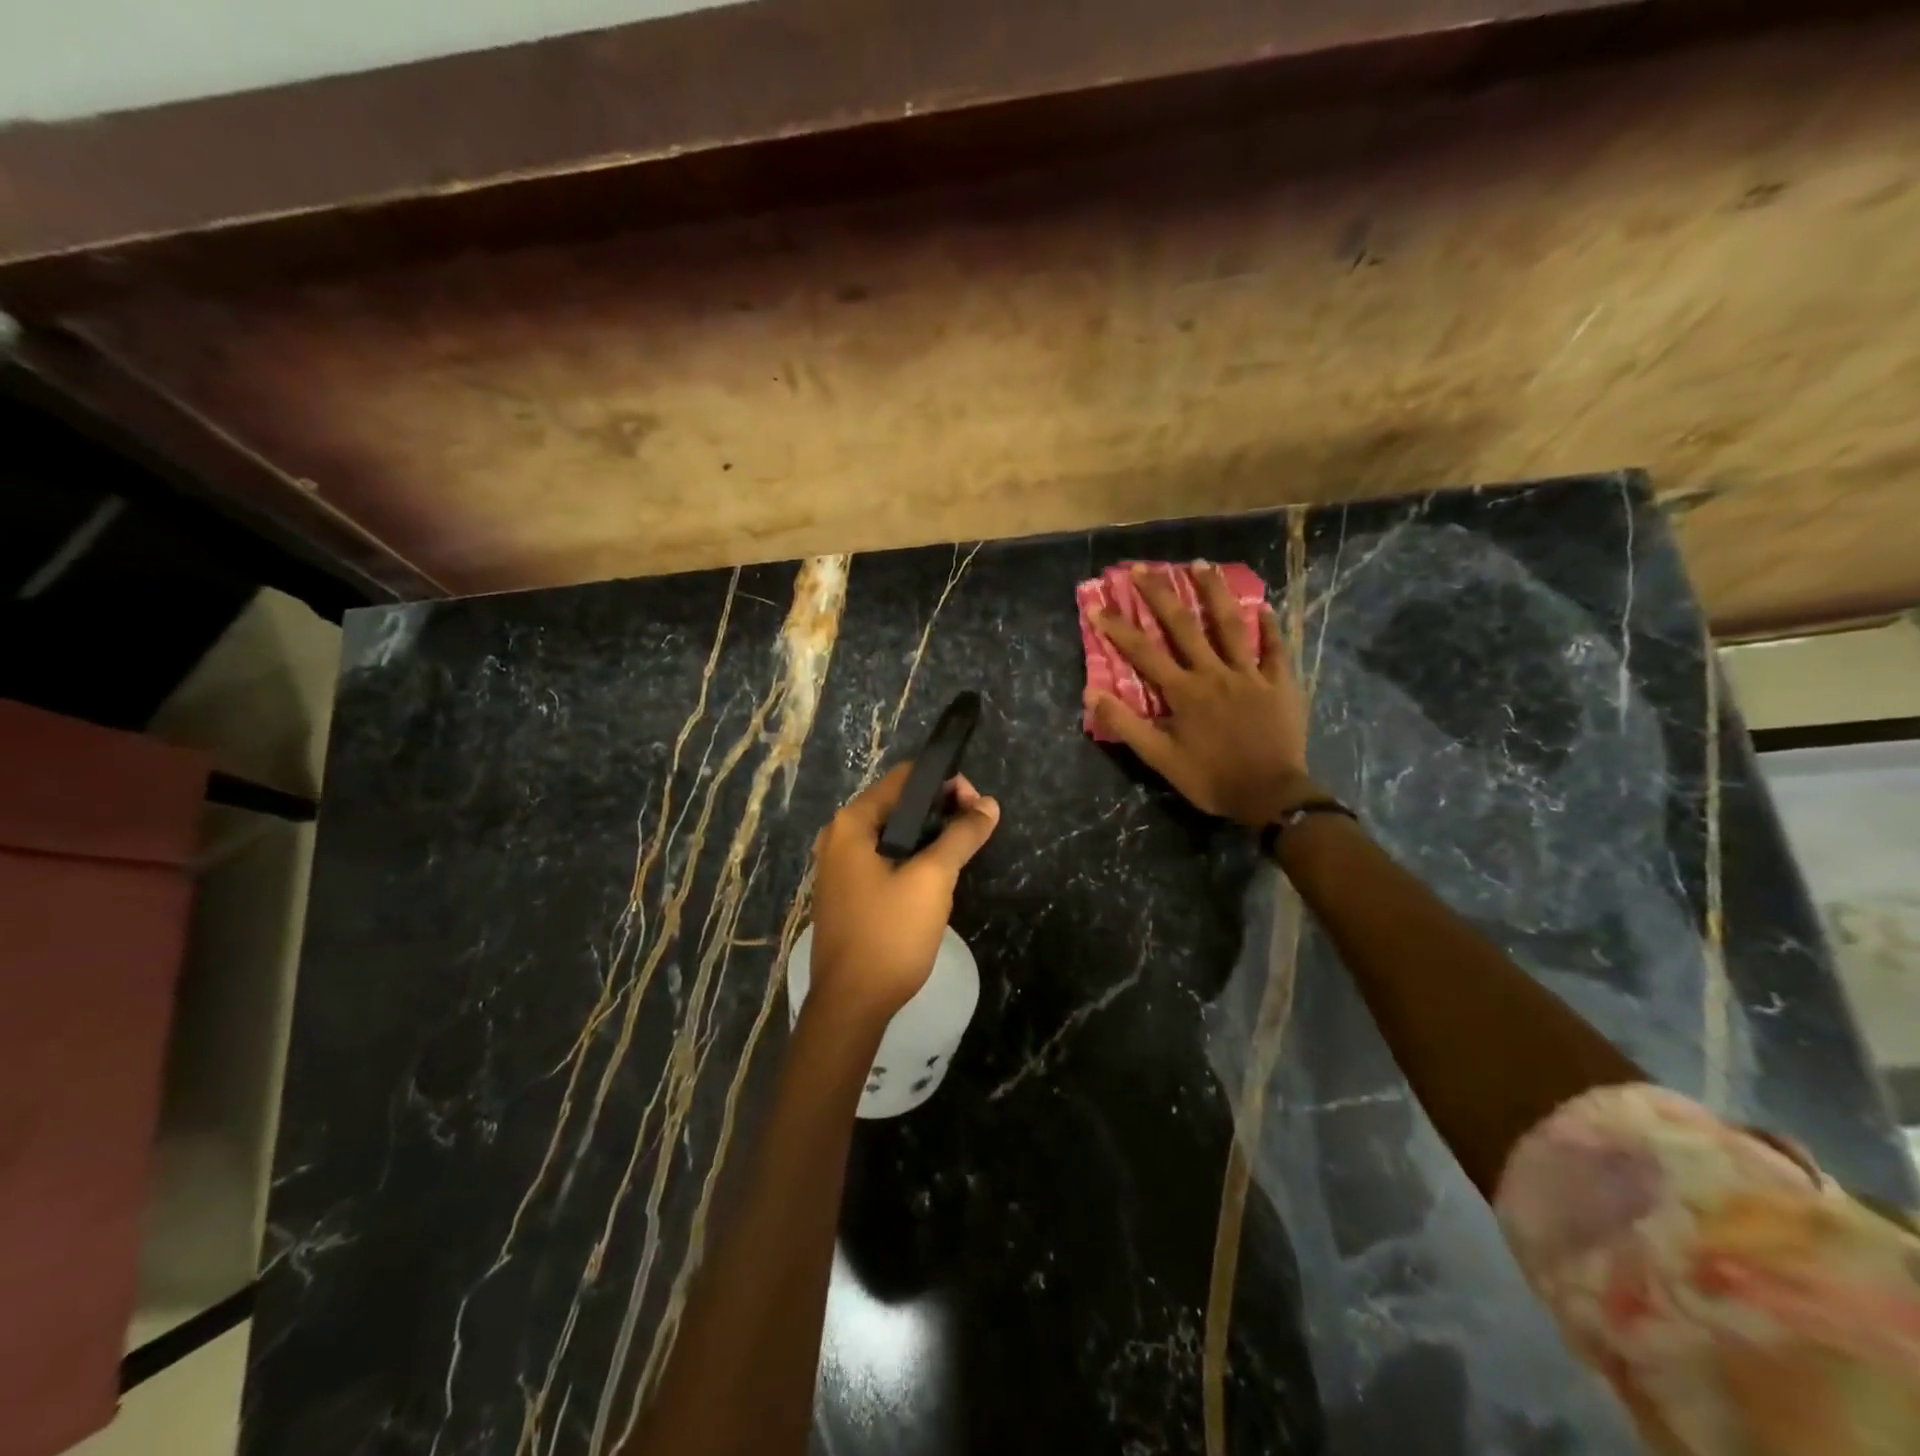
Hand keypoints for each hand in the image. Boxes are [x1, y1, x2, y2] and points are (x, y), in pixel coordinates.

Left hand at [807, 764, 999, 1022]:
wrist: (851, 1004)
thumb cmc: (889, 934)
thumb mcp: (932, 879)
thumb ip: (961, 836)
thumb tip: (989, 804)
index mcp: (852, 823)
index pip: (904, 778)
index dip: (945, 783)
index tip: (978, 807)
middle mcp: (838, 836)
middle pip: (897, 803)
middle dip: (940, 809)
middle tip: (975, 829)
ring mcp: (838, 865)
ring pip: (892, 832)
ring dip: (928, 834)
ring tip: (962, 851)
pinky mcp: (846, 891)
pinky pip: (883, 857)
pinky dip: (911, 856)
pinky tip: (935, 874)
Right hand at [1087, 561, 1312, 825]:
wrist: (1271, 795)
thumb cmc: (1211, 779)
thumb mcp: (1160, 759)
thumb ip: (1127, 724)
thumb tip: (1092, 693)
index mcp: (1183, 692)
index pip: (1143, 653)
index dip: (1117, 627)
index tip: (1096, 604)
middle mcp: (1214, 673)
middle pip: (1184, 626)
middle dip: (1160, 595)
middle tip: (1144, 567)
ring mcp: (1249, 674)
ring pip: (1230, 625)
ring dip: (1214, 592)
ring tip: (1201, 564)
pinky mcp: (1279, 683)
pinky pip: (1274, 648)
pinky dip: (1269, 626)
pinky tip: (1263, 605)